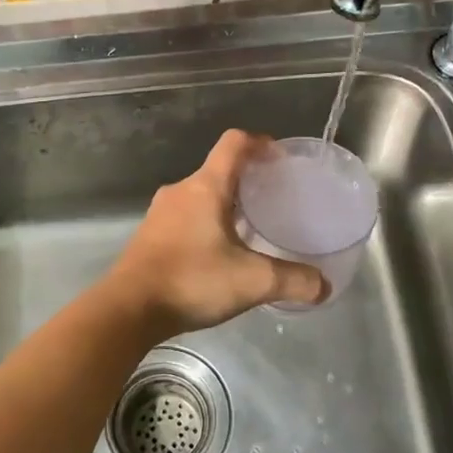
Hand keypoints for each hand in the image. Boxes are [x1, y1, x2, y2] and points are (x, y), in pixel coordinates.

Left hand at [103, 130, 327, 335]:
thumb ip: (292, 281)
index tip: (279, 158)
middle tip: (273, 200)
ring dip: (225, 204)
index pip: (234, 143)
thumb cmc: (191, 281)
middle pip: (218, 170)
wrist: (128, 309)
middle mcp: (181, 191)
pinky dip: (206, 223)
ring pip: (200, 195)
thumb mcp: (251, 281)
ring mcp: (160, 212)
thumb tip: (324, 287)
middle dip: (247, 180)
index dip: (259, 143)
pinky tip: (218, 253)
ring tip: (249, 229)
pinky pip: (185, 216)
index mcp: (206, 187)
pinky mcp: (149, 235)